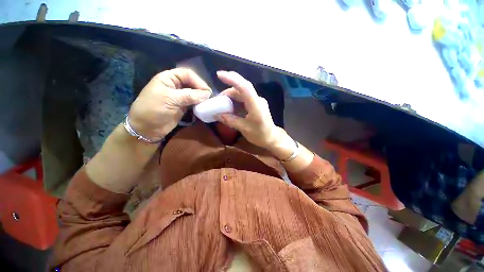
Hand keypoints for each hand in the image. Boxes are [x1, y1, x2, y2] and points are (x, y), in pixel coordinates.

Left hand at [128, 68, 211, 139]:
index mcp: (168, 78)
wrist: (147, 128)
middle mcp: (175, 85)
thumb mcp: (170, 99)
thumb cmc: (153, 109)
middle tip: (210, 97)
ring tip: (209, 102)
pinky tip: (204, 106)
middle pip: (192, 83)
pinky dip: (199, 104)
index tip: (207, 91)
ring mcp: (180, 96)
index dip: (198, 81)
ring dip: (202, 97)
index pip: (187, 74)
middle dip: (201, 89)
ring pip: (194, 93)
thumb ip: (189, 95)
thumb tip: (207, 94)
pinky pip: (194, 102)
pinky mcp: (183, 106)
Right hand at [215, 71, 281, 149]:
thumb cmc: (260, 135)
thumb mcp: (244, 129)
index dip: (232, 79)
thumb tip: (217, 115)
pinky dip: (235, 101)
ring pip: (242, 94)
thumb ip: (230, 120)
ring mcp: (257, 101)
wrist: (272, 138)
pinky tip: (229, 107)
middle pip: (241, 89)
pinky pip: (244, 99)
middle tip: (217, 100)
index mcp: (256, 105)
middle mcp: (257, 99)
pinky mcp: (256, 104)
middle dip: (228, 92)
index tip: (219, 75)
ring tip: (221, 105)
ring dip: (231, 97)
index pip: (244, 87)